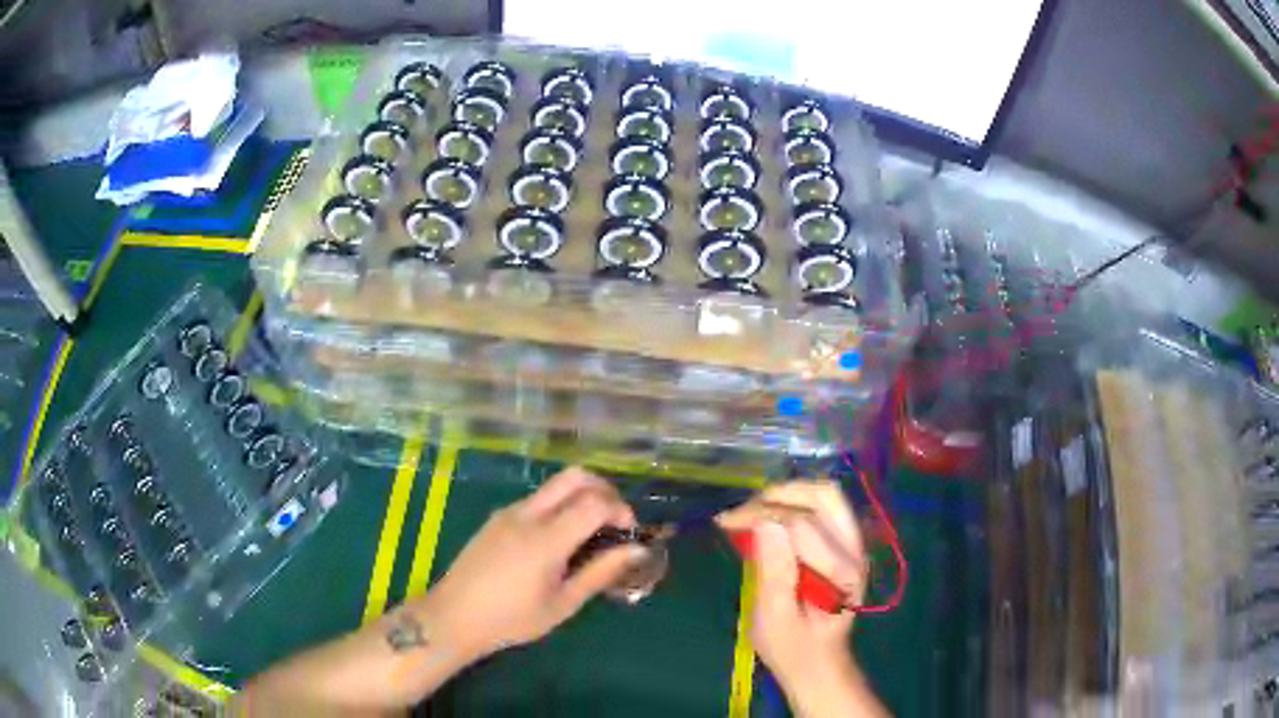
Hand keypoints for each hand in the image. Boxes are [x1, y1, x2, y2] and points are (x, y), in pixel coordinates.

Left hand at [419, 466, 645, 661]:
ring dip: (581, 496)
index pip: (595, 502)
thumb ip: (600, 572)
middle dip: (604, 489)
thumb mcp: (563, 603)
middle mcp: (528, 514)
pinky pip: (537, 499)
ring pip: (555, 485)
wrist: (455, 616)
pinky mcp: (498, 517)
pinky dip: (560, 506)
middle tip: (615, 519)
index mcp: (546, 539)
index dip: (620, 510)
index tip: (629, 533)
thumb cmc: (512, 619)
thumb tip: (637, 550)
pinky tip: (560, 540)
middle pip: (575, 476)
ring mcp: (509, 512)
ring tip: (590, 533)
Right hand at [717, 481, 883, 716]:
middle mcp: (855, 550)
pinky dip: (796, 502)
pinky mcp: (847, 542)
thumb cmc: (791, 647)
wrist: (818, 661)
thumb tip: (762, 523)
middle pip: (822, 496)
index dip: (760, 514)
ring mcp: (855, 543)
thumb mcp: (772, 619)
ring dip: (787, 494)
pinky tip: (771, 517)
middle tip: (740, 514)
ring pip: (826, 494)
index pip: (801, 523)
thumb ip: (773, 571)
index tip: (725, 522)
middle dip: (776, 496)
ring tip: (754, 511)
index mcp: (841, 573)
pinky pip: (826, 505)